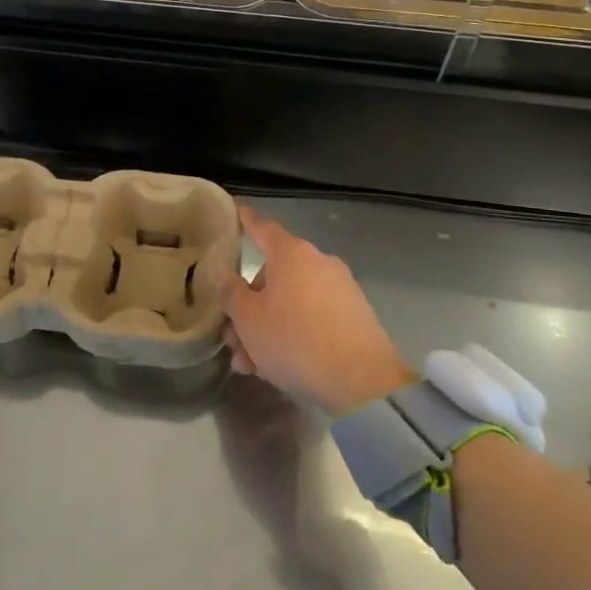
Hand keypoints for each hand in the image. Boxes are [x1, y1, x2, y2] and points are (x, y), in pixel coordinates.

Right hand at [224, 205, 414, 416]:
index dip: (246, 221)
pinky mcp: (354, 318)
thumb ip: (232, 294)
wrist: (360, 379)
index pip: (263, 229)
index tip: (237, 210)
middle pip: (274, 277)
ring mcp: (340, 290)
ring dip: (267, 329)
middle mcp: (318, 263)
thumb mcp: (248, 319)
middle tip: (233, 339)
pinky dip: (293, 336)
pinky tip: (276, 368)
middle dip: (249, 307)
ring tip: (249, 364)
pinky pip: (313, 320)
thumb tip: (229, 281)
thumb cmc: (295, 339)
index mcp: (292, 254)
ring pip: (291, 304)